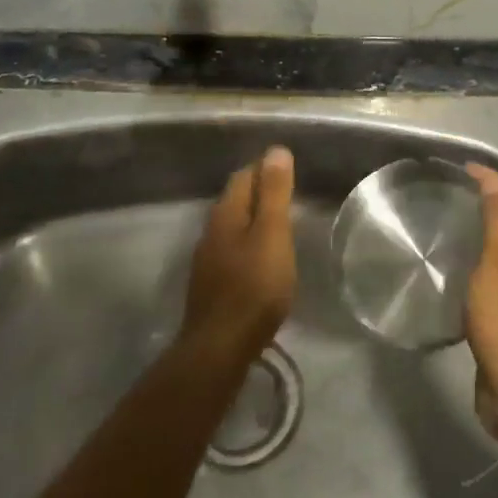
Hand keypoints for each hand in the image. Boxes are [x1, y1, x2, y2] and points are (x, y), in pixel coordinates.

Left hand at [181, 147, 295, 363]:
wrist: (220, 347)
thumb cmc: (254, 286)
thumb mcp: (273, 234)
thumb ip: (274, 193)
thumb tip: (276, 150)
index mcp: (226, 213)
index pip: (244, 175)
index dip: (265, 168)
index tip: (289, 168)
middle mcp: (211, 230)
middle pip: (236, 199)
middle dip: (259, 191)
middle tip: (289, 193)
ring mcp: (207, 259)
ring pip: (233, 226)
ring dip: (253, 219)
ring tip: (280, 224)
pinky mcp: (211, 285)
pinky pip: (232, 250)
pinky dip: (249, 243)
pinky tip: (262, 258)